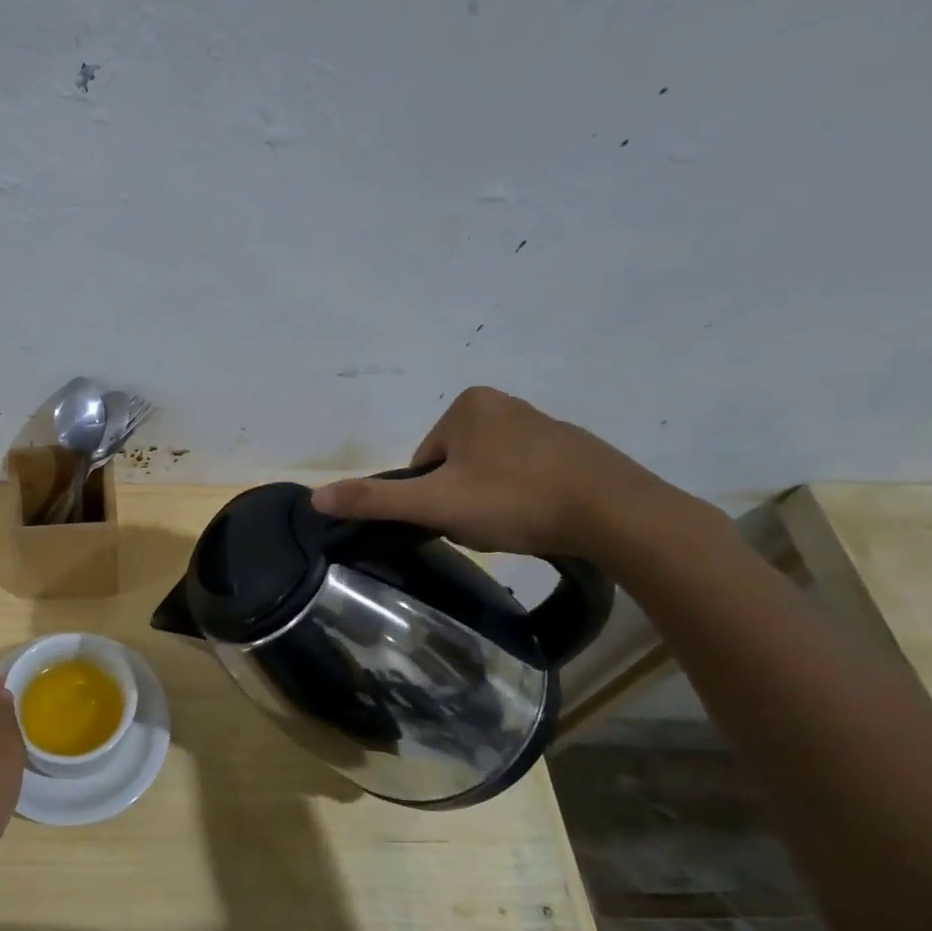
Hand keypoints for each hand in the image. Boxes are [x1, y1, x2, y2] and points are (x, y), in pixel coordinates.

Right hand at [310, 386, 680, 559]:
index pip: (423, 462)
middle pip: (455, 467)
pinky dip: (526, 500)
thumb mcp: (435, 504)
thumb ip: (375, 500)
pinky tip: (540, 521)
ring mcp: (544, 424)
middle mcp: (504, 403)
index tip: (456, 517)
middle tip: (485, 525)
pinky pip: (527, 476)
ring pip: (490, 474)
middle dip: (462, 499)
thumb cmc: (515, 500)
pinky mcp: (575, 450)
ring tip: (515, 527)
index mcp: (468, 406)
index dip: (430, 497)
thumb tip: (315, 498)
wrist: (616, 514)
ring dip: (492, 502)